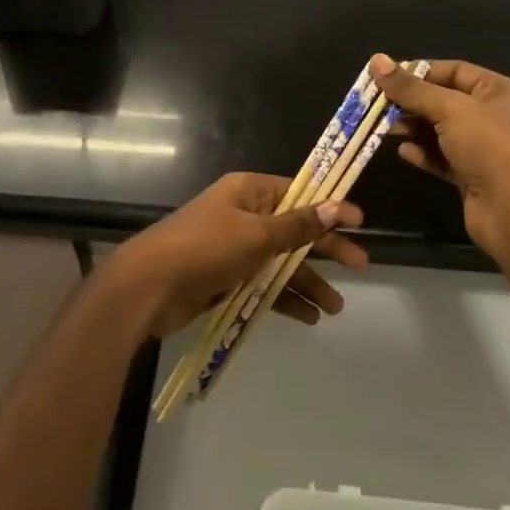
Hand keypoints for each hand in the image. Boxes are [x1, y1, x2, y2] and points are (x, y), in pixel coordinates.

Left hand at [105, 172, 368, 338]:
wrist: (148, 287)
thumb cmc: (205, 249)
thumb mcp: (256, 235)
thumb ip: (298, 226)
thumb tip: (336, 206)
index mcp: (250, 192)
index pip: (300, 193)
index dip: (330, 207)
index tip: (360, 223)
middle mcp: (244, 215)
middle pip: (295, 230)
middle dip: (326, 250)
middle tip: (361, 266)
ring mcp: (234, 248)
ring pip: (281, 262)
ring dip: (307, 282)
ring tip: (335, 307)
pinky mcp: (226, 277)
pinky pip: (264, 284)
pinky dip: (283, 298)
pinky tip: (307, 317)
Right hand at [370, 53, 509, 259]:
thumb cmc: (487, 147)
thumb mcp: (449, 109)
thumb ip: (411, 88)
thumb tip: (377, 60)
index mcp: (496, 90)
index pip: (453, 70)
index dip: (420, 71)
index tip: (386, 77)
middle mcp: (490, 115)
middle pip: (442, 100)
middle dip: (411, 102)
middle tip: (377, 105)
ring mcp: (480, 147)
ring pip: (439, 130)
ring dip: (412, 127)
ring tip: (385, 129)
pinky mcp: (469, 174)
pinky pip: (440, 157)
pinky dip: (421, 152)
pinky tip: (403, 152)